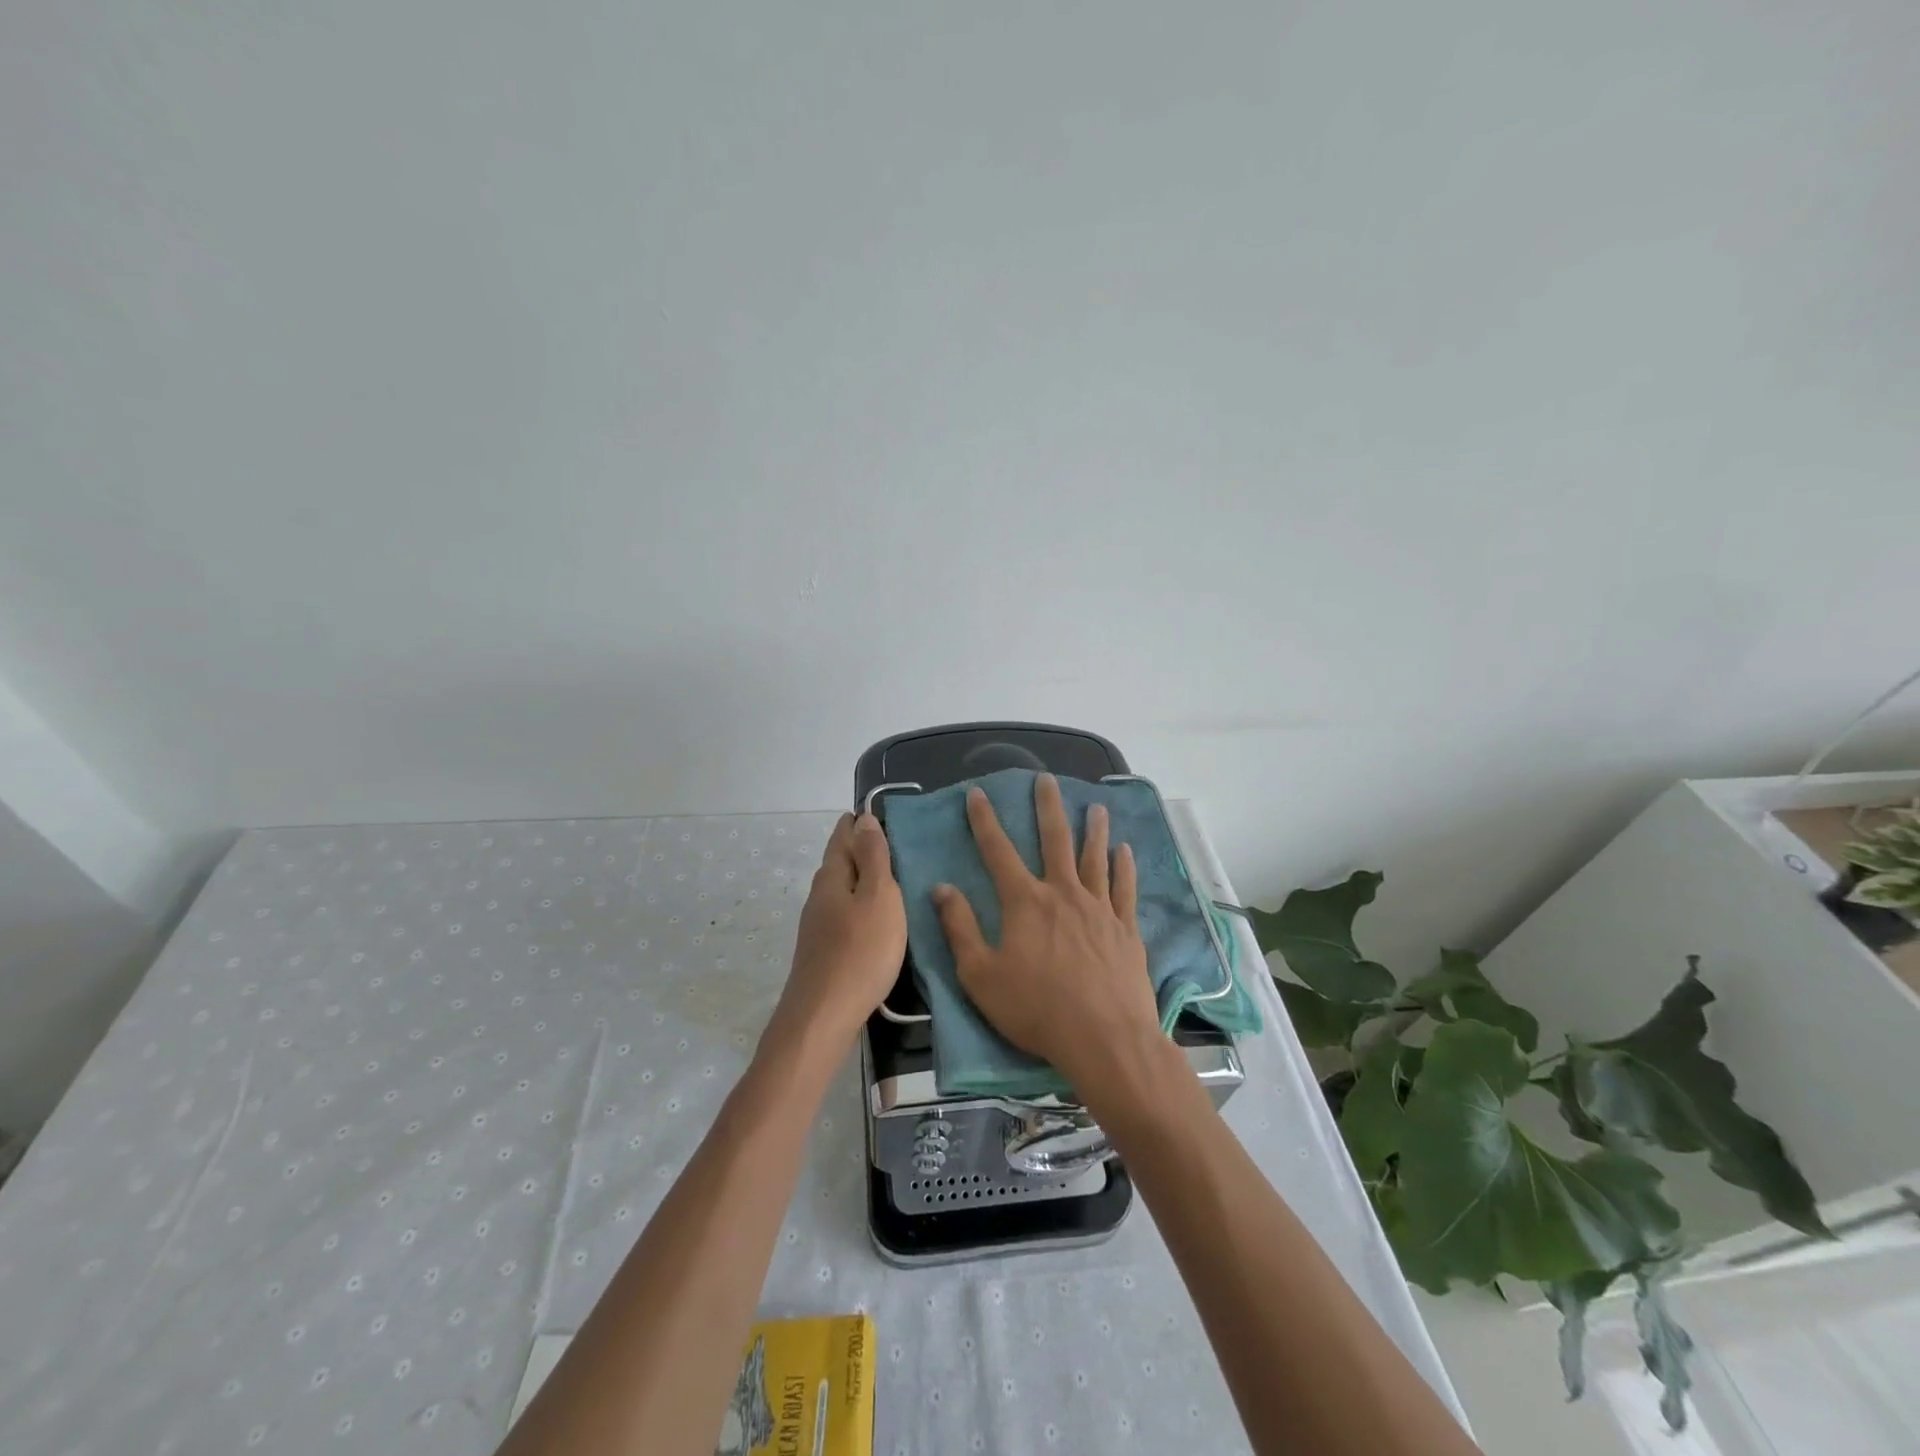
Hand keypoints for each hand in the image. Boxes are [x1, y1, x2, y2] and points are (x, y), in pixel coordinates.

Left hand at [774, 812, 907, 1046]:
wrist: (823, 1017)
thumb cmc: (860, 952)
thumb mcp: (878, 897)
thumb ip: (873, 858)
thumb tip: (863, 819)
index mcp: (832, 878)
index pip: (842, 837)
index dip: (857, 823)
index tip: (876, 813)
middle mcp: (819, 896)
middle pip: (838, 862)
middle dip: (859, 848)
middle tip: (889, 841)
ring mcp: (817, 926)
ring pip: (840, 890)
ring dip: (860, 878)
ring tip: (887, 877)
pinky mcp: (823, 951)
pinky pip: (843, 914)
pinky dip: (859, 905)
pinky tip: (873, 918)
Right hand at [932, 774, 1162, 1094]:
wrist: (1105, 1039)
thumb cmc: (1036, 1010)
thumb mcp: (980, 975)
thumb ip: (960, 928)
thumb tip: (941, 888)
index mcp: (1025, 902)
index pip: (998, 851)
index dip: (984, 820)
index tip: (977, 793)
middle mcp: (1063, 894)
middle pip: (1054, 840)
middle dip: (1047, 807)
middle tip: (1046, 779)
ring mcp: (1099, 909)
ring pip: (1095, 857)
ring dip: (1094, 829)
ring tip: (1096, 806)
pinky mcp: (1125, 929)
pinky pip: (1125, 888)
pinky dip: (1125, 867)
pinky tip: (1126, 851)